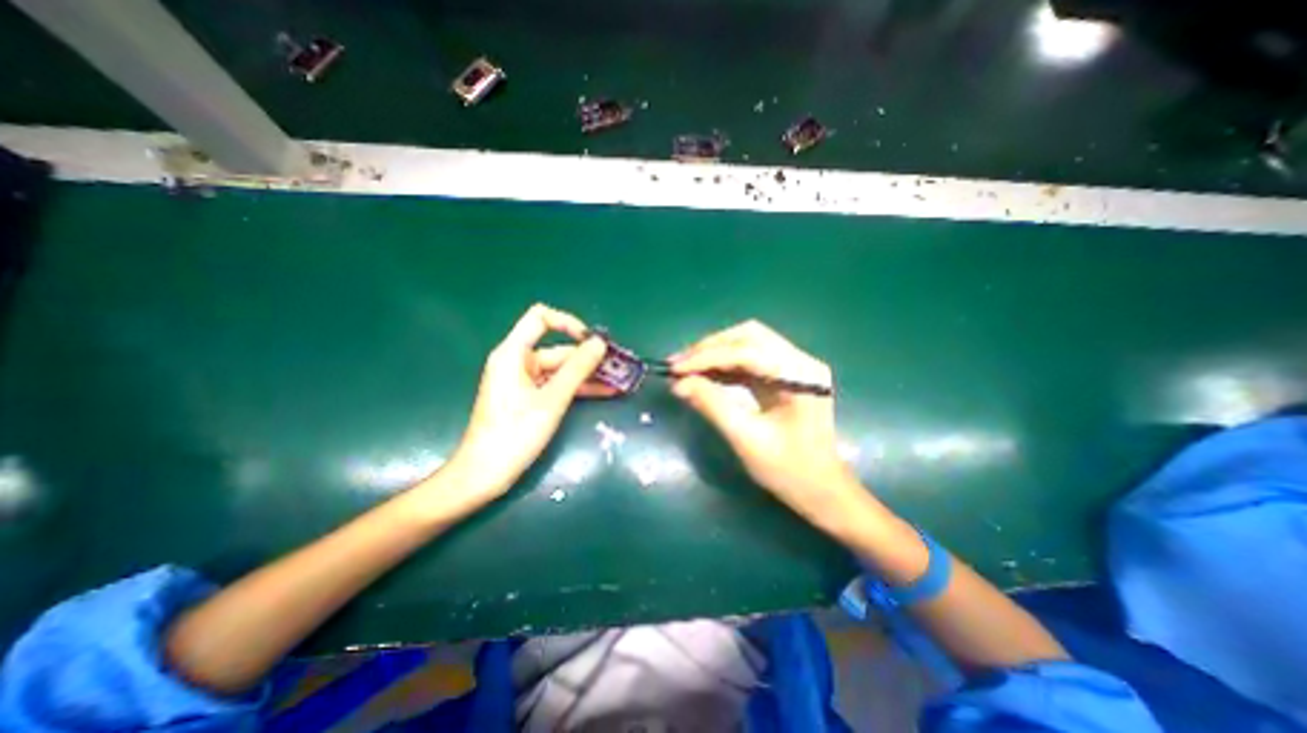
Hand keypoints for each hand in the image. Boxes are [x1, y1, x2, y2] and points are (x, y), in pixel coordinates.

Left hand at [445, 307, 612, 500]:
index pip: (541, 318)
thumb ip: (577, 368)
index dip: (568, 323)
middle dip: (589, 358)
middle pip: (557, 349)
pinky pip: (557, 385)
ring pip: (561, 370)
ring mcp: (524, 381)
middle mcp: (518, 362)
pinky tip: (605, 392)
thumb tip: (599, 343)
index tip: (592, 342)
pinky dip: (578, 388)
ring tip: (619, 380)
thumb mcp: (552, 399)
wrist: (485, 474)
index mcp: (513, 353)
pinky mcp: (529, 398)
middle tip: (619, 366)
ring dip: (588, 375)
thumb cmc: (515, 433)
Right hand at [673, 323, 858, 529]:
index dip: (707, 356)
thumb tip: (678, 383)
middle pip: (749, 336)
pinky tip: (704, 374)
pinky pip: (750, 360)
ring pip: (747, 343)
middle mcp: (801, 362)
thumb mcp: (746, 439)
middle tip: (679, 365)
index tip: (675, 368)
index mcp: (800, 376)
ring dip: (715, 353)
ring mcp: (794, 366)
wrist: (822, 491)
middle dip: (710, 347)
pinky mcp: (785, 376)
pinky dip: (724, 365)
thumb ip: (712, 405)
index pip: (747, 351)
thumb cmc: (789, 471)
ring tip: (685, 368)